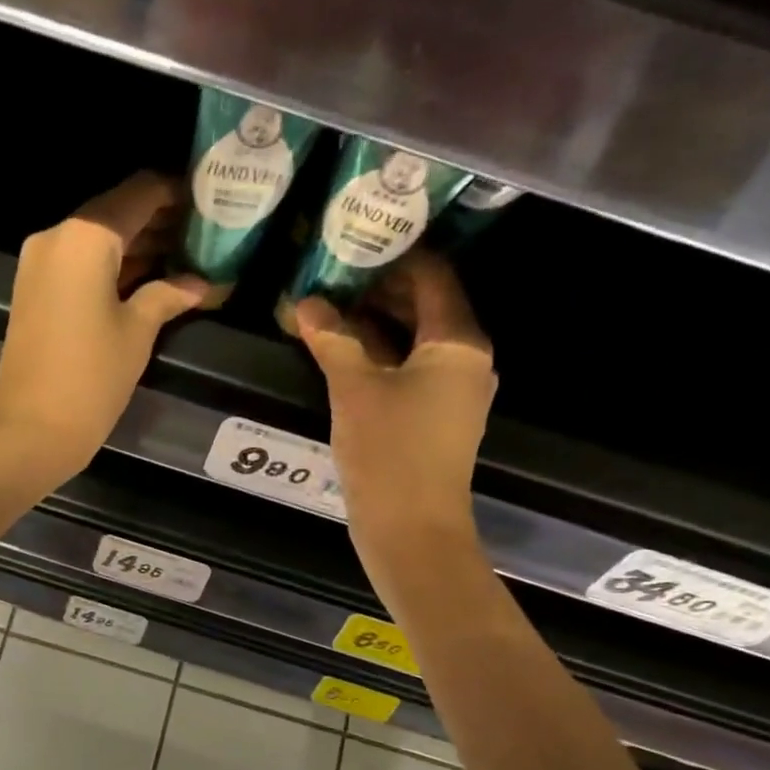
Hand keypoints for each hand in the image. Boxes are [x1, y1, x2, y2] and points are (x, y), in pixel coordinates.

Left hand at [0, 172, 210, 478]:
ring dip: (136, 245)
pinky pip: (79, 264)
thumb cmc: (91, 377)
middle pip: (115, 213)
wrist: (31, 429)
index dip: (175, 193)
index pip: (138, 194)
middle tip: (203, 233)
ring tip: (184, 256)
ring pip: (97, 240)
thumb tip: (197, 284)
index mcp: (84, 236)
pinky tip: (148, 278)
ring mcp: (39, 264)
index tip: (208, 199)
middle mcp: (56, 236)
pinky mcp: (33, 291)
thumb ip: (167, 295)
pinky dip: (111, 266)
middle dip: (158, 221)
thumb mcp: (137, 332)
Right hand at [295, 251, 495, 554]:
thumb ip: (332, 340)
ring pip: (412, 340)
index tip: (355, 239)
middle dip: (378, 288)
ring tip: (327, 306)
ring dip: (373, 323)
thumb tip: (306, 303)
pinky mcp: (432, 417)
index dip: (396, 255)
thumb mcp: (354, 389)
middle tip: (331, 271)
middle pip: (424, 306)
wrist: (412, 529)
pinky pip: (407, 369)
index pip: (432, 277)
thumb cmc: (390, 453)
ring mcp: (450, 391)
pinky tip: (339, 351)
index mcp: (458, 343)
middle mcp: (464, 360)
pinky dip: (377, 355)